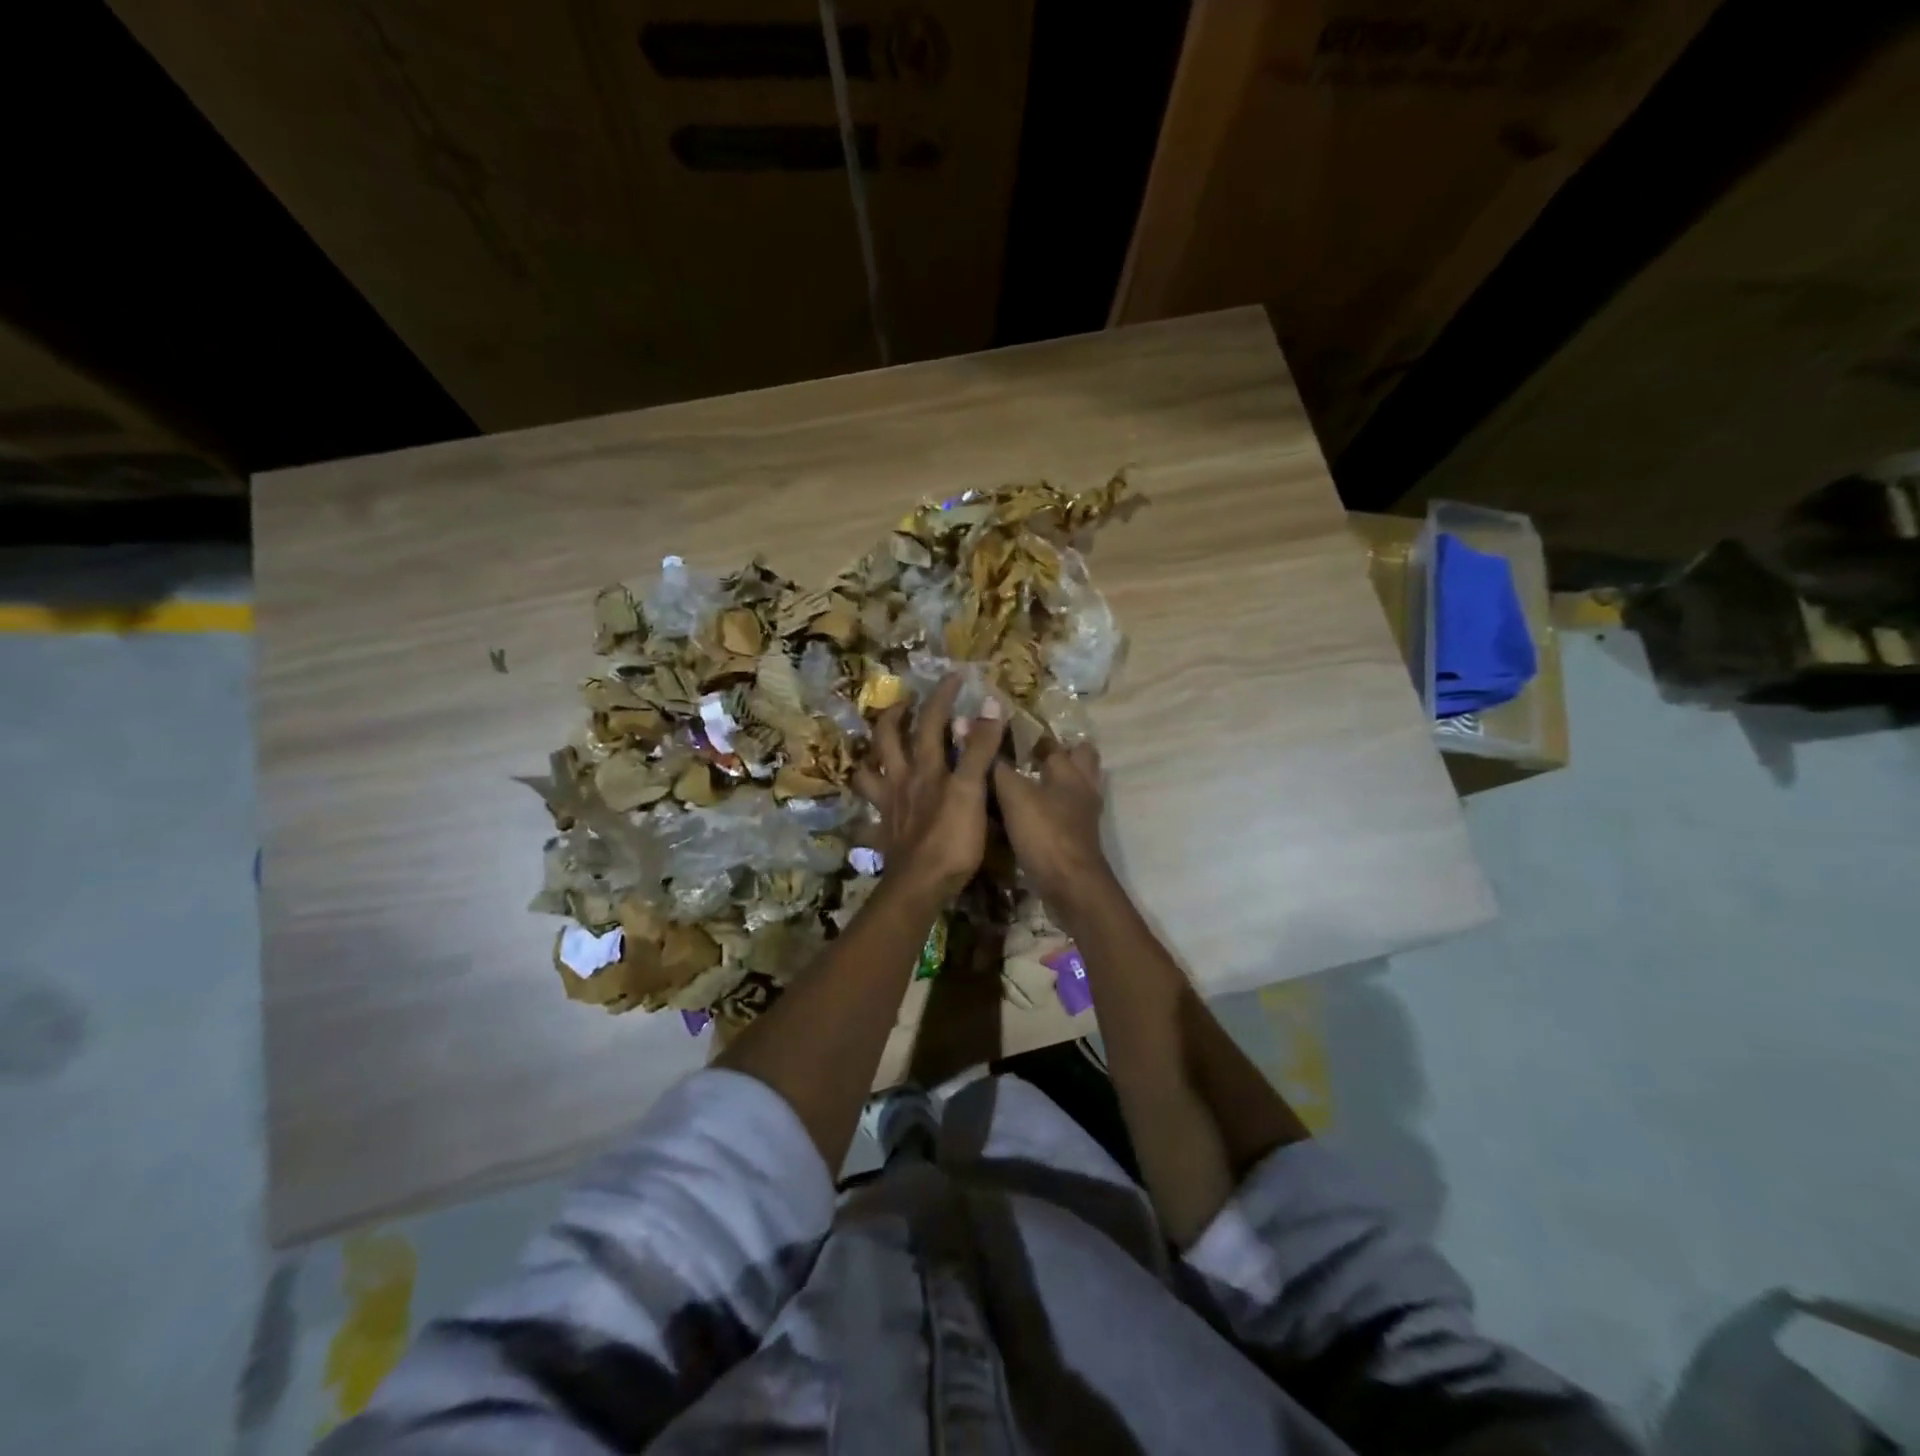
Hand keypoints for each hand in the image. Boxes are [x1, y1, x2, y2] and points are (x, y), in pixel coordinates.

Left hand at [853, 674, 1006, 900]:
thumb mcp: (972, 790)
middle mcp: (901, 780)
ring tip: (881, 746)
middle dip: (895, 715)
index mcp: (925, 767)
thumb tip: (992, 704)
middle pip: (887, 739)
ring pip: (868, 771)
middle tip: (906, 703)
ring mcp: (888, 806)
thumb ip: (980, 748)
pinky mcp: (884, 831)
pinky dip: (870, 802)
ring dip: (871, 754)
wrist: (920, 886)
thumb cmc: (951, 838)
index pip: (932, 720)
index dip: (943, 695)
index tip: (955, 676)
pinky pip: (869, 812)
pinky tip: (876, 801)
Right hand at [992, 741, 1112, 918]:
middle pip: (1080, 760)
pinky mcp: (1079, 838)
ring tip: (1025, 786)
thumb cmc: (1045, 833)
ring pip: (1074, 788)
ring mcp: (1085, 815)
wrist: (1072, 885)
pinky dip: (1052, 810)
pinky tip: (1029, 816)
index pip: (1055, 743)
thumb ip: (1000, 770)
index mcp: (1070, 771)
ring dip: (1055, 784)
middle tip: (1028, 757)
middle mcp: (1083, 788)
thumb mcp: (1014, 796)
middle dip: (1060, 754)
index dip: (1034, 737)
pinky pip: (1067, 813)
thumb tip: (986, 748)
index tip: (1011, 735)